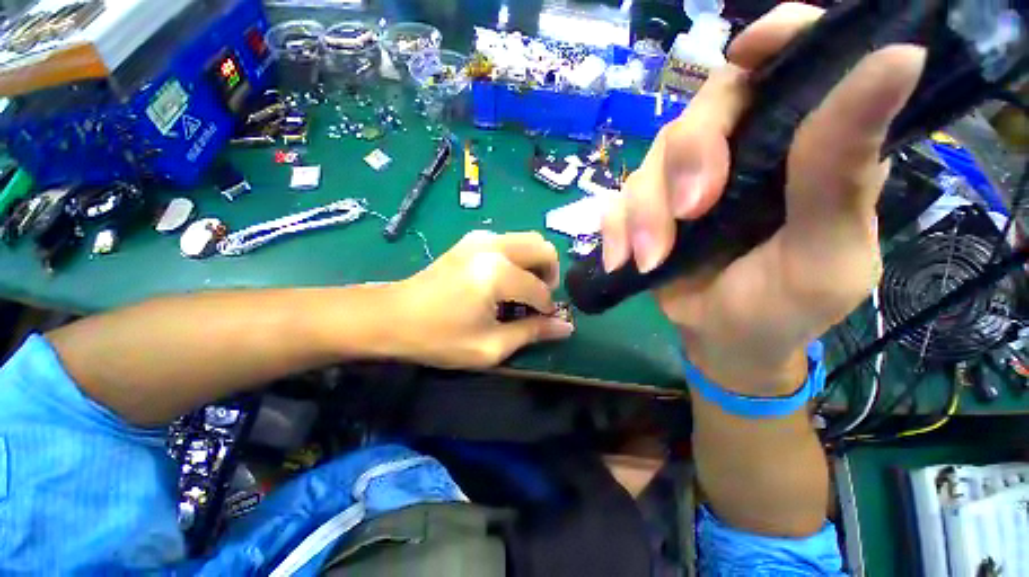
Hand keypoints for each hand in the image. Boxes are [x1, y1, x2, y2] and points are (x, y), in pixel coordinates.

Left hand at [392, 230, 573, 368]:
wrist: (391, 316)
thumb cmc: (438, 337)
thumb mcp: (489, 346)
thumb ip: (532, 333)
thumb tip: (566, 326)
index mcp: (497, 272)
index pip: (540, 288)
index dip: (548, 308)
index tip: (545, 321)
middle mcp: (493, 246)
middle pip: (543, 247)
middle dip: (550, 274)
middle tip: (539, 299)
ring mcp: (480, 238)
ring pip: (528, 239)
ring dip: (535, 264)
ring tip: (524, 290)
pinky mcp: (470, 240)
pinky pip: (509, 241)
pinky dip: (518, 258)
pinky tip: (505, 280)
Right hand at [601, 3, 926, 392]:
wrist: (724, 340)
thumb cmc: (787, 306)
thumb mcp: (828, 248)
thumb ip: (846, 166)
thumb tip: (900, 55)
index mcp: (804, 147)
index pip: (793, 62)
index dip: (775, 38)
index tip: (750, 52)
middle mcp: (741, 151)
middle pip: (702, 109)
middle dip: (688, 158)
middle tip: (691, 212)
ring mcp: (684, 181)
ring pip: (650, 160)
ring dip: (645, 212)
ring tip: (652, 257)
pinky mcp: (646, 210)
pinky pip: (616, 202)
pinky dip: (615, 229)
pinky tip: (623, 261)